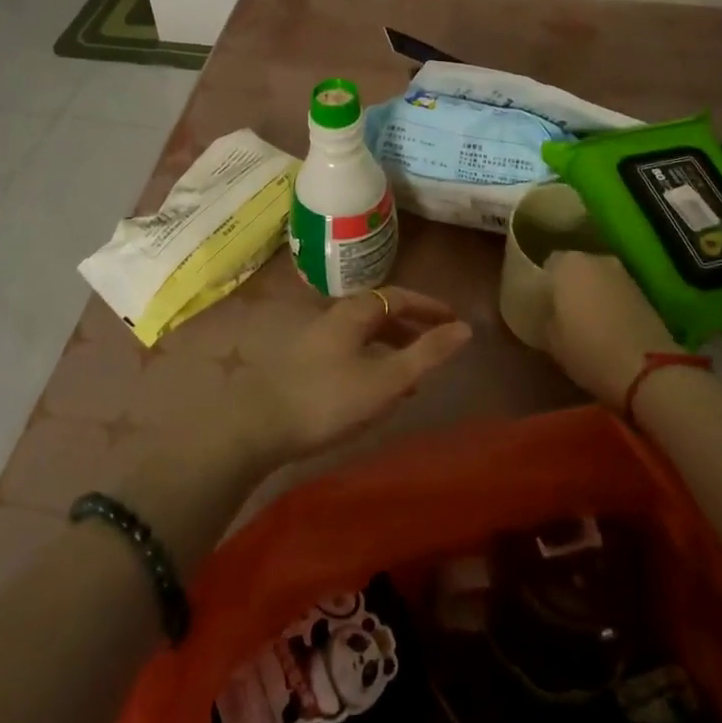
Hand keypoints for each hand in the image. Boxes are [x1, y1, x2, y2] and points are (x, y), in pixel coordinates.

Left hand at [241, 288, 472, 466]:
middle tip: (435, 347)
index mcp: (354, 313)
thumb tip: (465, 329)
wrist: (257, 425)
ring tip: (410, 377)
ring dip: (389, 348)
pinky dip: (369, 362)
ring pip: (361, 336)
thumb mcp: (386, 379)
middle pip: (378, 314)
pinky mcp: (301, 364)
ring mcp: (314, 340)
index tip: (453, 319)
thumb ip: (426, 354)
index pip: (399, 297)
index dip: (429, 306)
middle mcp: (333, 318)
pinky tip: (371, 392)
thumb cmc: (328, 398)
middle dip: (410, 327)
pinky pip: (347, 353)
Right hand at [543, 252, 675, 408]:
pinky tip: (609, 327)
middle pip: (575, 269)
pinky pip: (616, 293)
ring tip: (586, 322)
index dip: (543, 285)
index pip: (547, 265)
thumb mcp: (549, 339)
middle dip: (569, 286)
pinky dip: (611, 304)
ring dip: (592, 294)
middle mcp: (595, 259)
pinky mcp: (644, 292)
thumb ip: (545, 317)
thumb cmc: (587, 349)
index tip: (542, 305)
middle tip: (562, 313)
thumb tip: (548, 312)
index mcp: (567, 263)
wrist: (646, 369)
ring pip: (598, 279)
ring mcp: (623, 274)